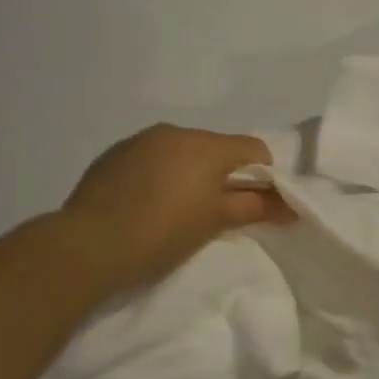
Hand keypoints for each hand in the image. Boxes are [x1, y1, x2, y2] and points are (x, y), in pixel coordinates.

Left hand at [58, 124, 293, 289]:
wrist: (87, 245)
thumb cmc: (164, 232)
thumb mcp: (216, 222)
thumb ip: (256, 207)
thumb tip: (290, 207)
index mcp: (207, 144)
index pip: (254, 149)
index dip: (263, 176)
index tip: (255, 204)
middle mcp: (176, 132)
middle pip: (217, 148)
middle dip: (224, 174)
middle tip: (216, 211)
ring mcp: (140, 140)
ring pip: (182, 151)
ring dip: (190, 173)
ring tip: (177, 209)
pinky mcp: (113, 155)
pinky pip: (152, 158)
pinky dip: (160, 175)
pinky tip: (147, 204)